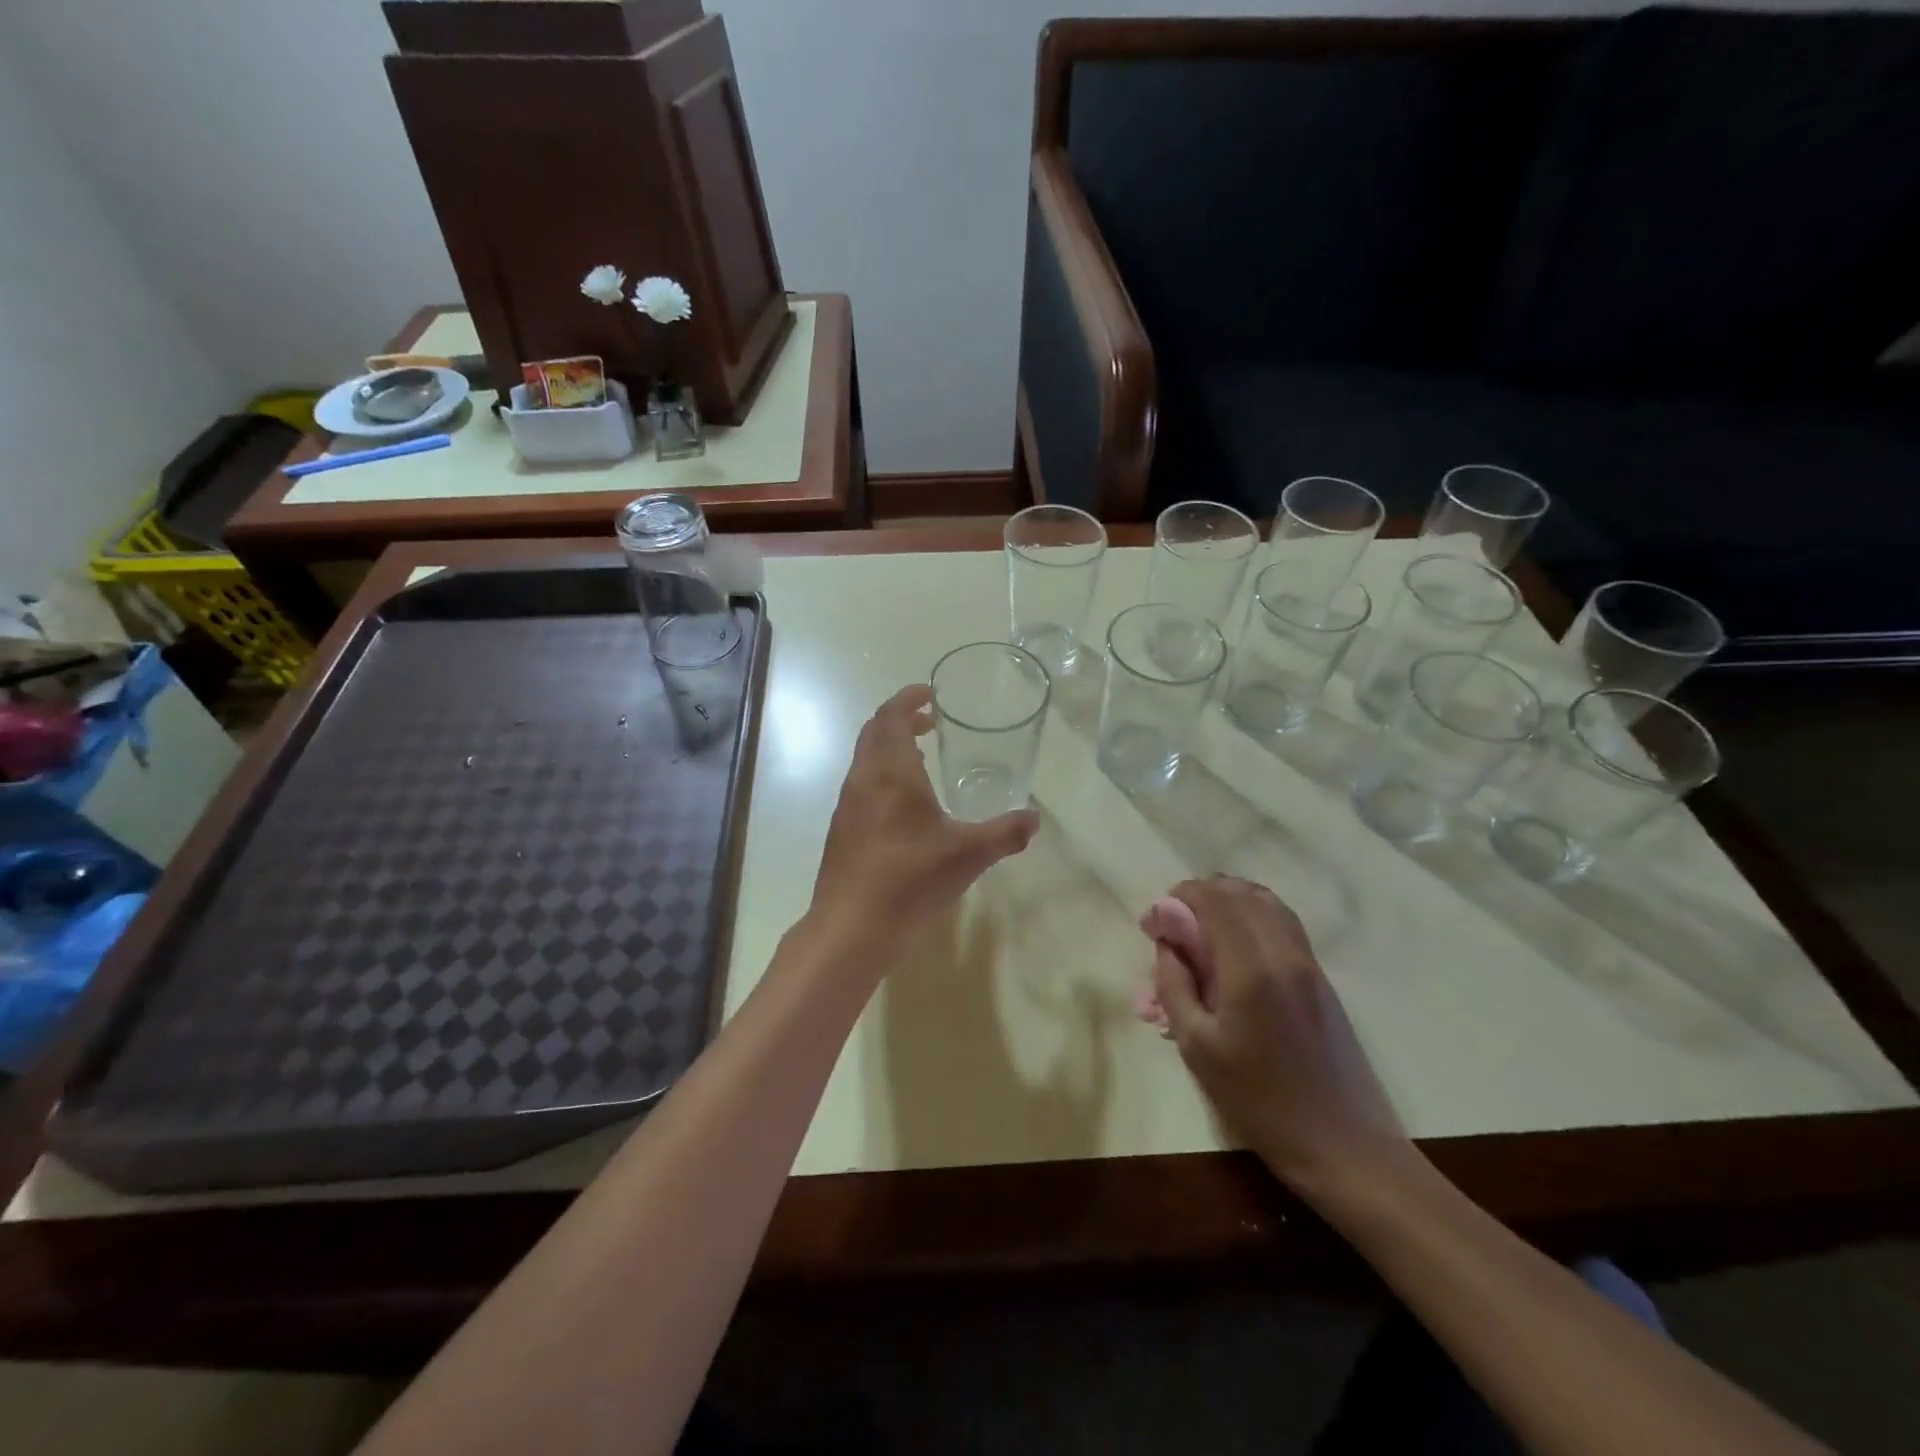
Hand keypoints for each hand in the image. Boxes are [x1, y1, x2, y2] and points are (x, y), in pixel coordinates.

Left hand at [809, 684, 1038, 954]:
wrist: (852, 926)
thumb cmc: (911, 878)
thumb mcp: (969, 854)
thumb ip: (1006, 833)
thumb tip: (1035, 818)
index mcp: (892, 772)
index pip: (893, 716)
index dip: (909, 698)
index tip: (930, 694)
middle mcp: (864, 779)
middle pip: (875, 731)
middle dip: (901, 718)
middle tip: (931, 721)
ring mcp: (848, 804)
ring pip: (865, 758)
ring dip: (890, 747)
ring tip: (922, 757)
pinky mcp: (842, 829)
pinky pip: (862, 784)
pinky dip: (882, 774)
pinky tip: (905, 805)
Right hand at [1151, 876, 1412, 1200]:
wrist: (1344, 1145)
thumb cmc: (1259, 1101)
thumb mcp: (1197, 1048)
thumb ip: (1175, 984)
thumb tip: (1166, 941)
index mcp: (1250, 969)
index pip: (1213, 901)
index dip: (1179, 898)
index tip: (1155, 921)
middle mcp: (1283, 953)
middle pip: (1240, 893)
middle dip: (1200, 895)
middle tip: (1174, 924)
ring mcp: (1308, 962)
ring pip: (1266, 902)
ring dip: (1229, 901)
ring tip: (1201, 926)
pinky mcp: (1321, 977)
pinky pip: (1283, 923)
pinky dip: (1253, 916)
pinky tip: (1234, 943)